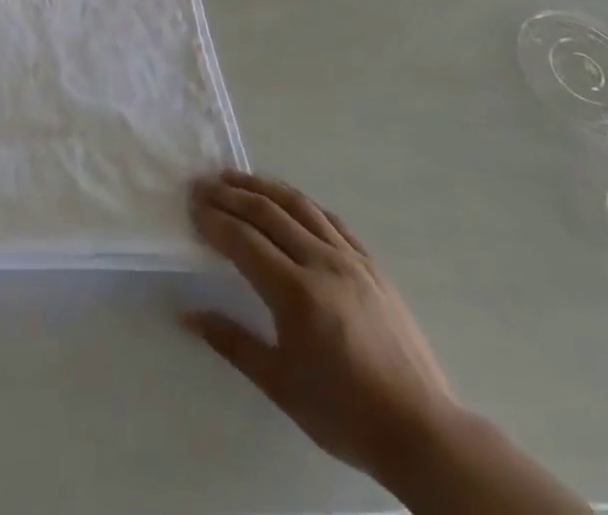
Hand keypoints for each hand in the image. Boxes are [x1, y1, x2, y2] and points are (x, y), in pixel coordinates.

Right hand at [182, 173, 459, 486]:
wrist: (420, 430)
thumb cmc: (344, 413)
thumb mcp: (280, 385)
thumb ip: (231, 342)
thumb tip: (186, 314)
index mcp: (295, 293)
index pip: (243, 240)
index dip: (214, 220)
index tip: (191, 207)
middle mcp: (321, 263)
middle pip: (267, 213)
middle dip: (230, 194)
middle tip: (202, 184)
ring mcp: (350, 259)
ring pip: (299, 206)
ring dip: (263, 187)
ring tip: (236, 177)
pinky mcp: (371, 264)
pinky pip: (330, 220)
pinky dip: (302, 203)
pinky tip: (288, 201)